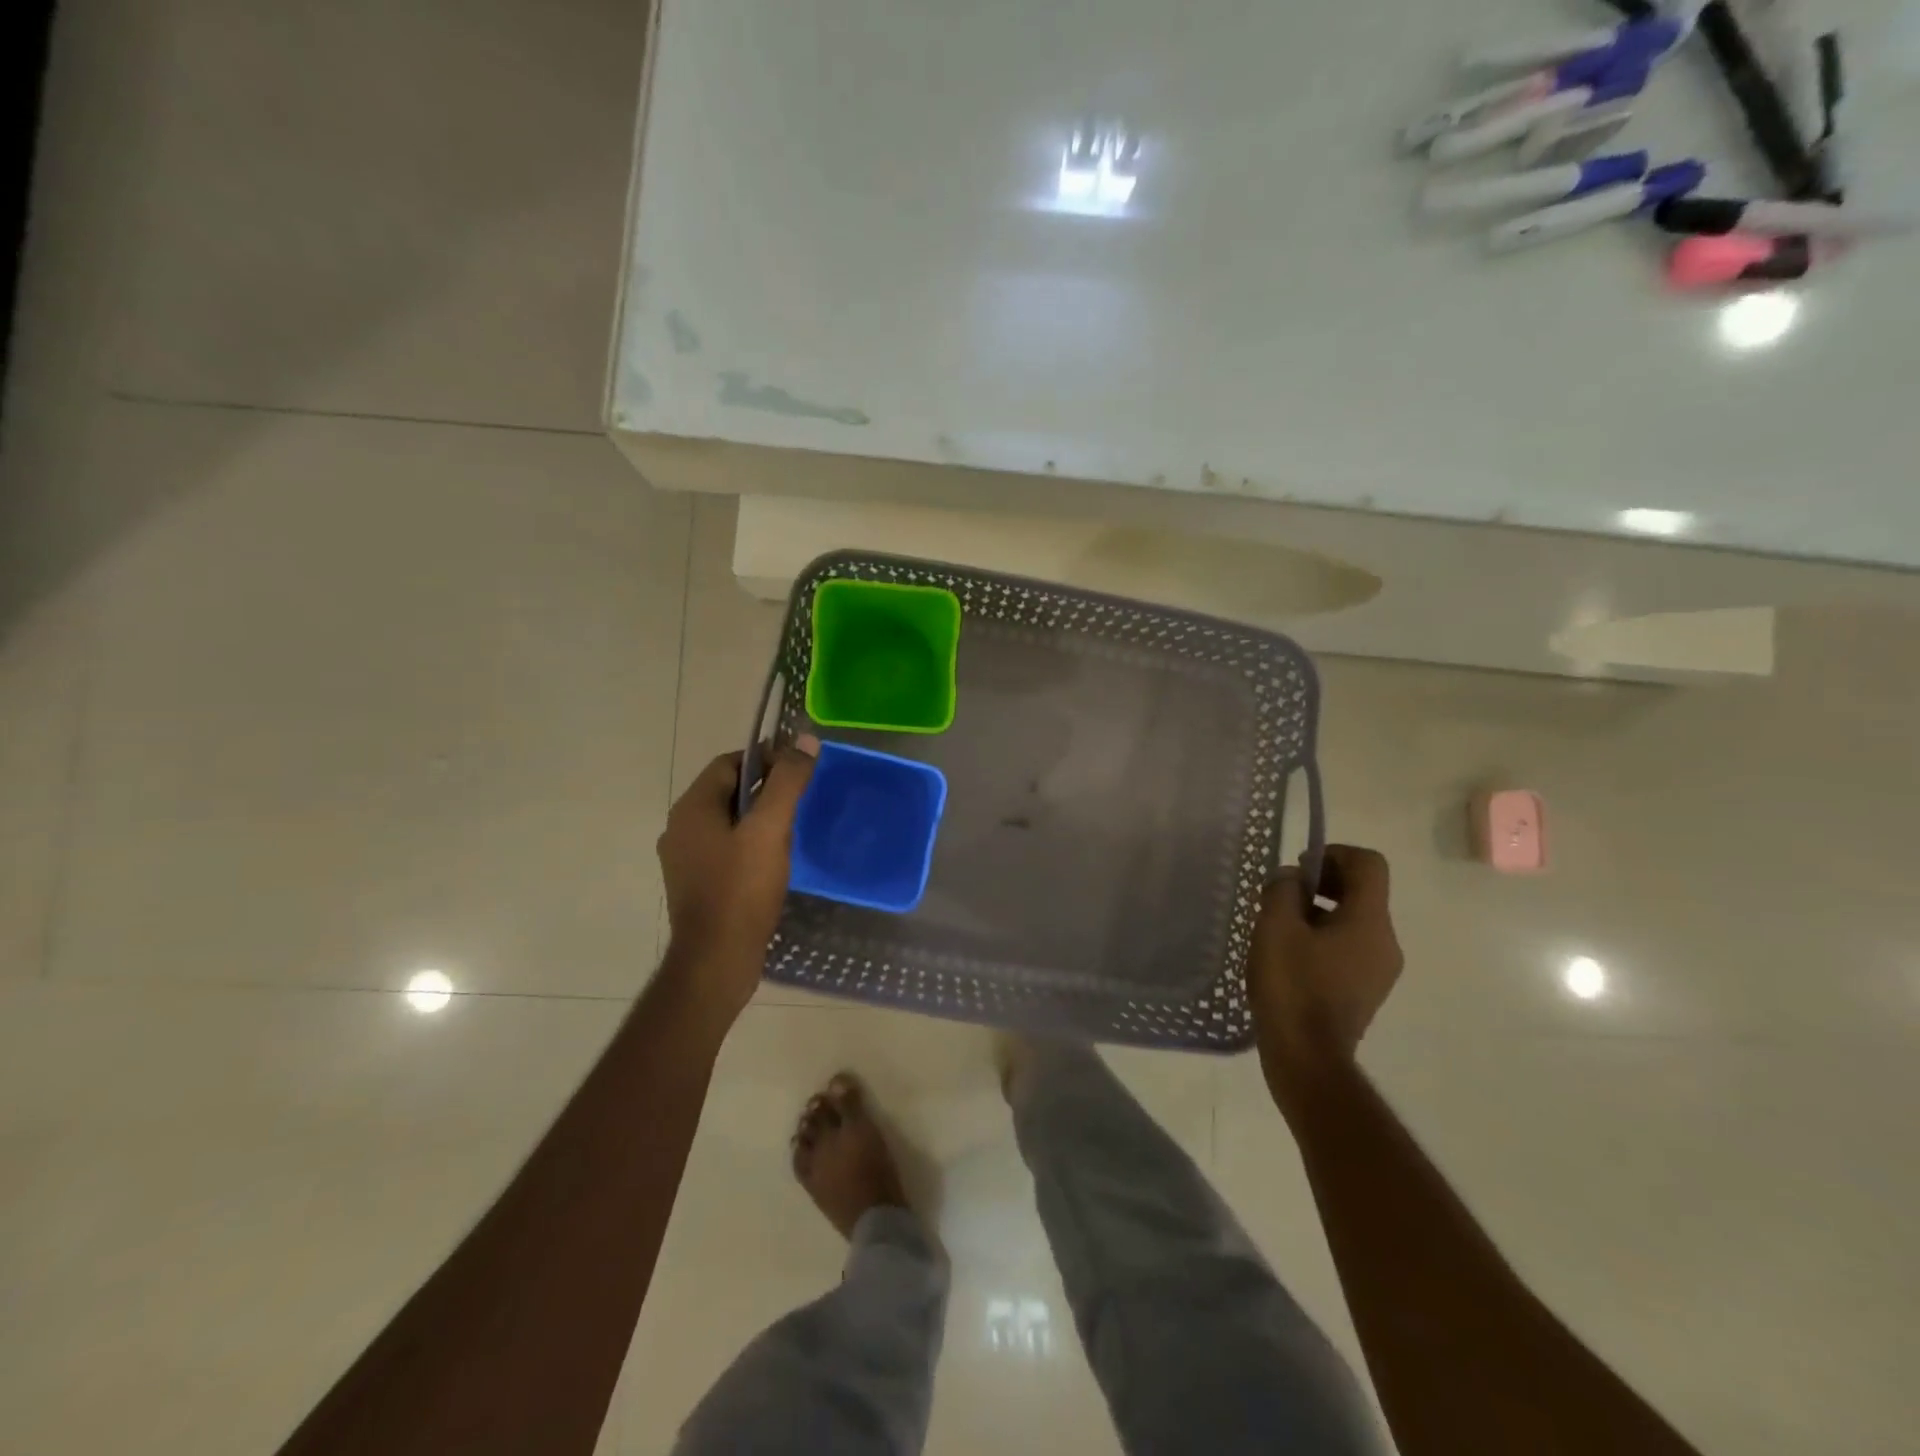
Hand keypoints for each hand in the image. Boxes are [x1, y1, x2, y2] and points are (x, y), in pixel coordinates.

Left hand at [656, 738, 817, 1017]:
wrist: (715, 960)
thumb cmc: (741, 890)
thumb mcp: (770, 829)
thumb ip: (788, 782)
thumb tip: (805, 740)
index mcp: (692, 807)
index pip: (729, 762)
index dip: (765, 758)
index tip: (799, 769)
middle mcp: (680, 827)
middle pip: (727, 790)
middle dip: (764, 788)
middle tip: (801, 799)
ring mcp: (684, 858)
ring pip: (727, 821)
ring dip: (758, 817)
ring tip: (792, 829)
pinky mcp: (695, 883)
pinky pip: (724, 847)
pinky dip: (748, 843)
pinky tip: (773, 861)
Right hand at [1247, 844, 1403, 1109]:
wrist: (1307, 1058)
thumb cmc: (1292, 986)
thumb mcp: (1275, 927)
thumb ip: (1283, 890)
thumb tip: (1291, 878)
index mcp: (1370, 921)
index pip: (1369, 864)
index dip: (1334, 853)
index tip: (1300, 869)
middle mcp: (1385, 941)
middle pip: (1362, 892)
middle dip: (1322, 883)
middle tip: (1281, 896)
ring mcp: (1379, 970)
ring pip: (1353, 921)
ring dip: (1318, 912)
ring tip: (1278, 928)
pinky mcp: (1366, 991)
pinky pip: (1349, 947)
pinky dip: (1323, 938)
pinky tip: (1289, 956)